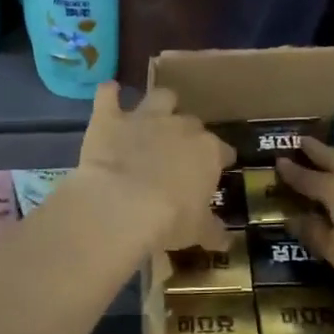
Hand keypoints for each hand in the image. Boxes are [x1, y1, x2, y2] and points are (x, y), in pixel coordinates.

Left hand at [73, 82, 233, 251]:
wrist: (122, 203)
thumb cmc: (169, 220)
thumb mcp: (197, 231)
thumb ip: (212, 231)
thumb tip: (225, 240)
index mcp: (208, 152)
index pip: (222, 151)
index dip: (220, 159)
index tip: (216, 170)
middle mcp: (180, 127)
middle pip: (192, 123)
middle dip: (188, 134)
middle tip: (179, 153)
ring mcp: (145, 118)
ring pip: (160, 97)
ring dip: (159, 104)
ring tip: (154, 114)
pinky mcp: (110, 118)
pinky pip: (108, 95)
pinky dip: (109, 94)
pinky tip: (109, 92)